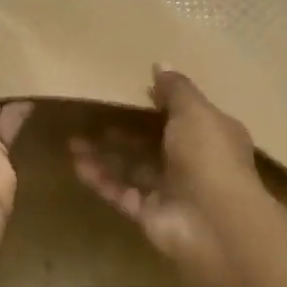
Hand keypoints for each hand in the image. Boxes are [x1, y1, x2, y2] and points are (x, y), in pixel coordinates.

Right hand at [70, 66, 267, 276]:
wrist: (214, 223)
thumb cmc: (209, 156)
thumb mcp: (195, 112)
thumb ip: (175, 89)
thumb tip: (161, 63)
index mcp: (213, 135)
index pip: (185, 116)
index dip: (161, 104)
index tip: (133, 91)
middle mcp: (193, 163)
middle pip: (153, 143)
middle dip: (124, 131)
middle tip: (92, 116)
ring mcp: (170, 191)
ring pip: (133, 168)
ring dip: (105, 155)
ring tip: (73, 141)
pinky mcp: (150, 215)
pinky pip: (121, 192)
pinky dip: (100, 179)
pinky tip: (76, 164)